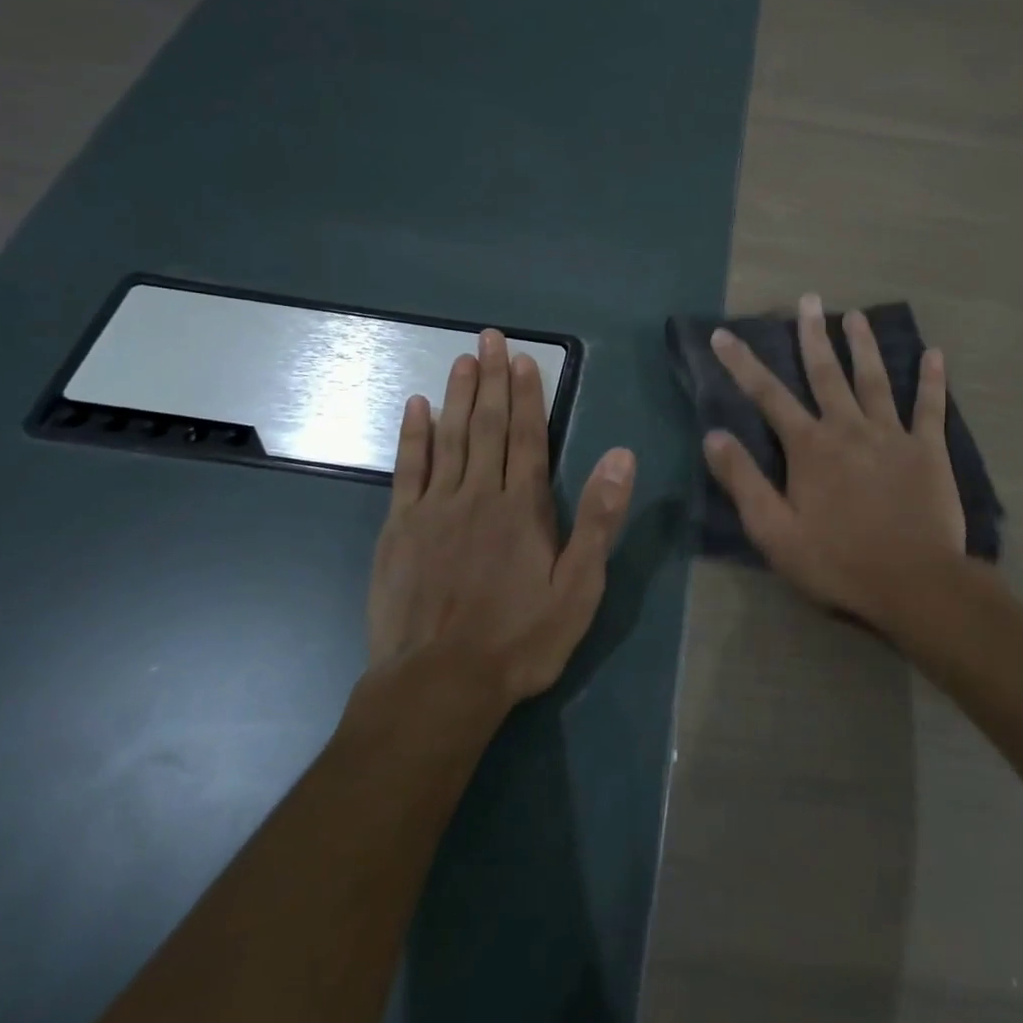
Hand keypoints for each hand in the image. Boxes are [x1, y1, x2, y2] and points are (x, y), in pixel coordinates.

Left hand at [367, 329, 635, 708]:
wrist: (439, 685)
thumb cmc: (519, 639)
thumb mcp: (578, 588)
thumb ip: (598, 519)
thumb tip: (622, 456)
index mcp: (523, 507)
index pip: (529, 436)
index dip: (528, 395)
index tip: (523, 358)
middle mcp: (478, 494)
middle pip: (488, 426)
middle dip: (491, 379)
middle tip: (488, 337)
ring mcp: (434, 508)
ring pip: (449, 437)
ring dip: (457, 395)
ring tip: (461, 358)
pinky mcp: (400, 528)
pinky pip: (407, 470)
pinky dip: (413, 436)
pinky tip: (416, 407)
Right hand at [702, 293, 965, 632]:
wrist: (914, 583)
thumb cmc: (838, 561)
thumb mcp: (775, 531)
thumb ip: (744, 481)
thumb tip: (712, 436)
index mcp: (810, 447)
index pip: (768, 396)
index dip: (742, 364)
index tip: (724, 334)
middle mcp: (848, 428)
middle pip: (826, 373)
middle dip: (812, 335)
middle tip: (809, 299)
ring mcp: (891, 435)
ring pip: (875, 379)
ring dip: (864, 345)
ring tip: (856, 315)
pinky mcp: (928, 450)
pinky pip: (930, 407)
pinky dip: (932, 380)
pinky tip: (935, 354)